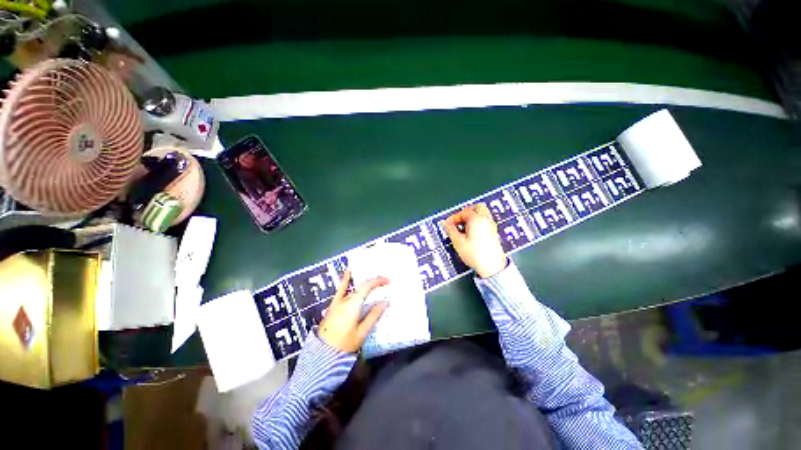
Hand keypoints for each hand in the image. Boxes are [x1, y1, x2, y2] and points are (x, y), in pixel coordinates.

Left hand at [318, 270, 389, 352]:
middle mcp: (344, 300)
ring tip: (373, 283)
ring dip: (363, 285)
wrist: (325, 350)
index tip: (388, 281)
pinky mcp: (333, 306)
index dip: (378, 281)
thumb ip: (373, 316)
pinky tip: (347, 272)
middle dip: (373, 285)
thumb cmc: (345, 342)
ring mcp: (337, 302)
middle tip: (384, 285)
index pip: (367, 287)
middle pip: (360, 288)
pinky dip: (345, 281)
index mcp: (353, 305)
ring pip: (353, 290)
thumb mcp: (362, 331)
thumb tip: (384, 303)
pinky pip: (341, 290)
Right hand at [444, 203, 507, 277]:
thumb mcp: (458, 243)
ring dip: (473, 217)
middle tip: (458, 220)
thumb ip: (450, 230)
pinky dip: (478, 223)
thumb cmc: (477, 255)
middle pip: (477, 207)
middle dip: (466, 211)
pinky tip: (472, 233)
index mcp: (476, 219)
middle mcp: (486, 220)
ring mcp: (491, 226)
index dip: (454, 217)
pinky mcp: (494, 233)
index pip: (463, 212)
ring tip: (464, 227)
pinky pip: (486, 221)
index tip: (448, 224)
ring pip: (483, 213)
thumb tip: (446, 224)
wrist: (492, 266)